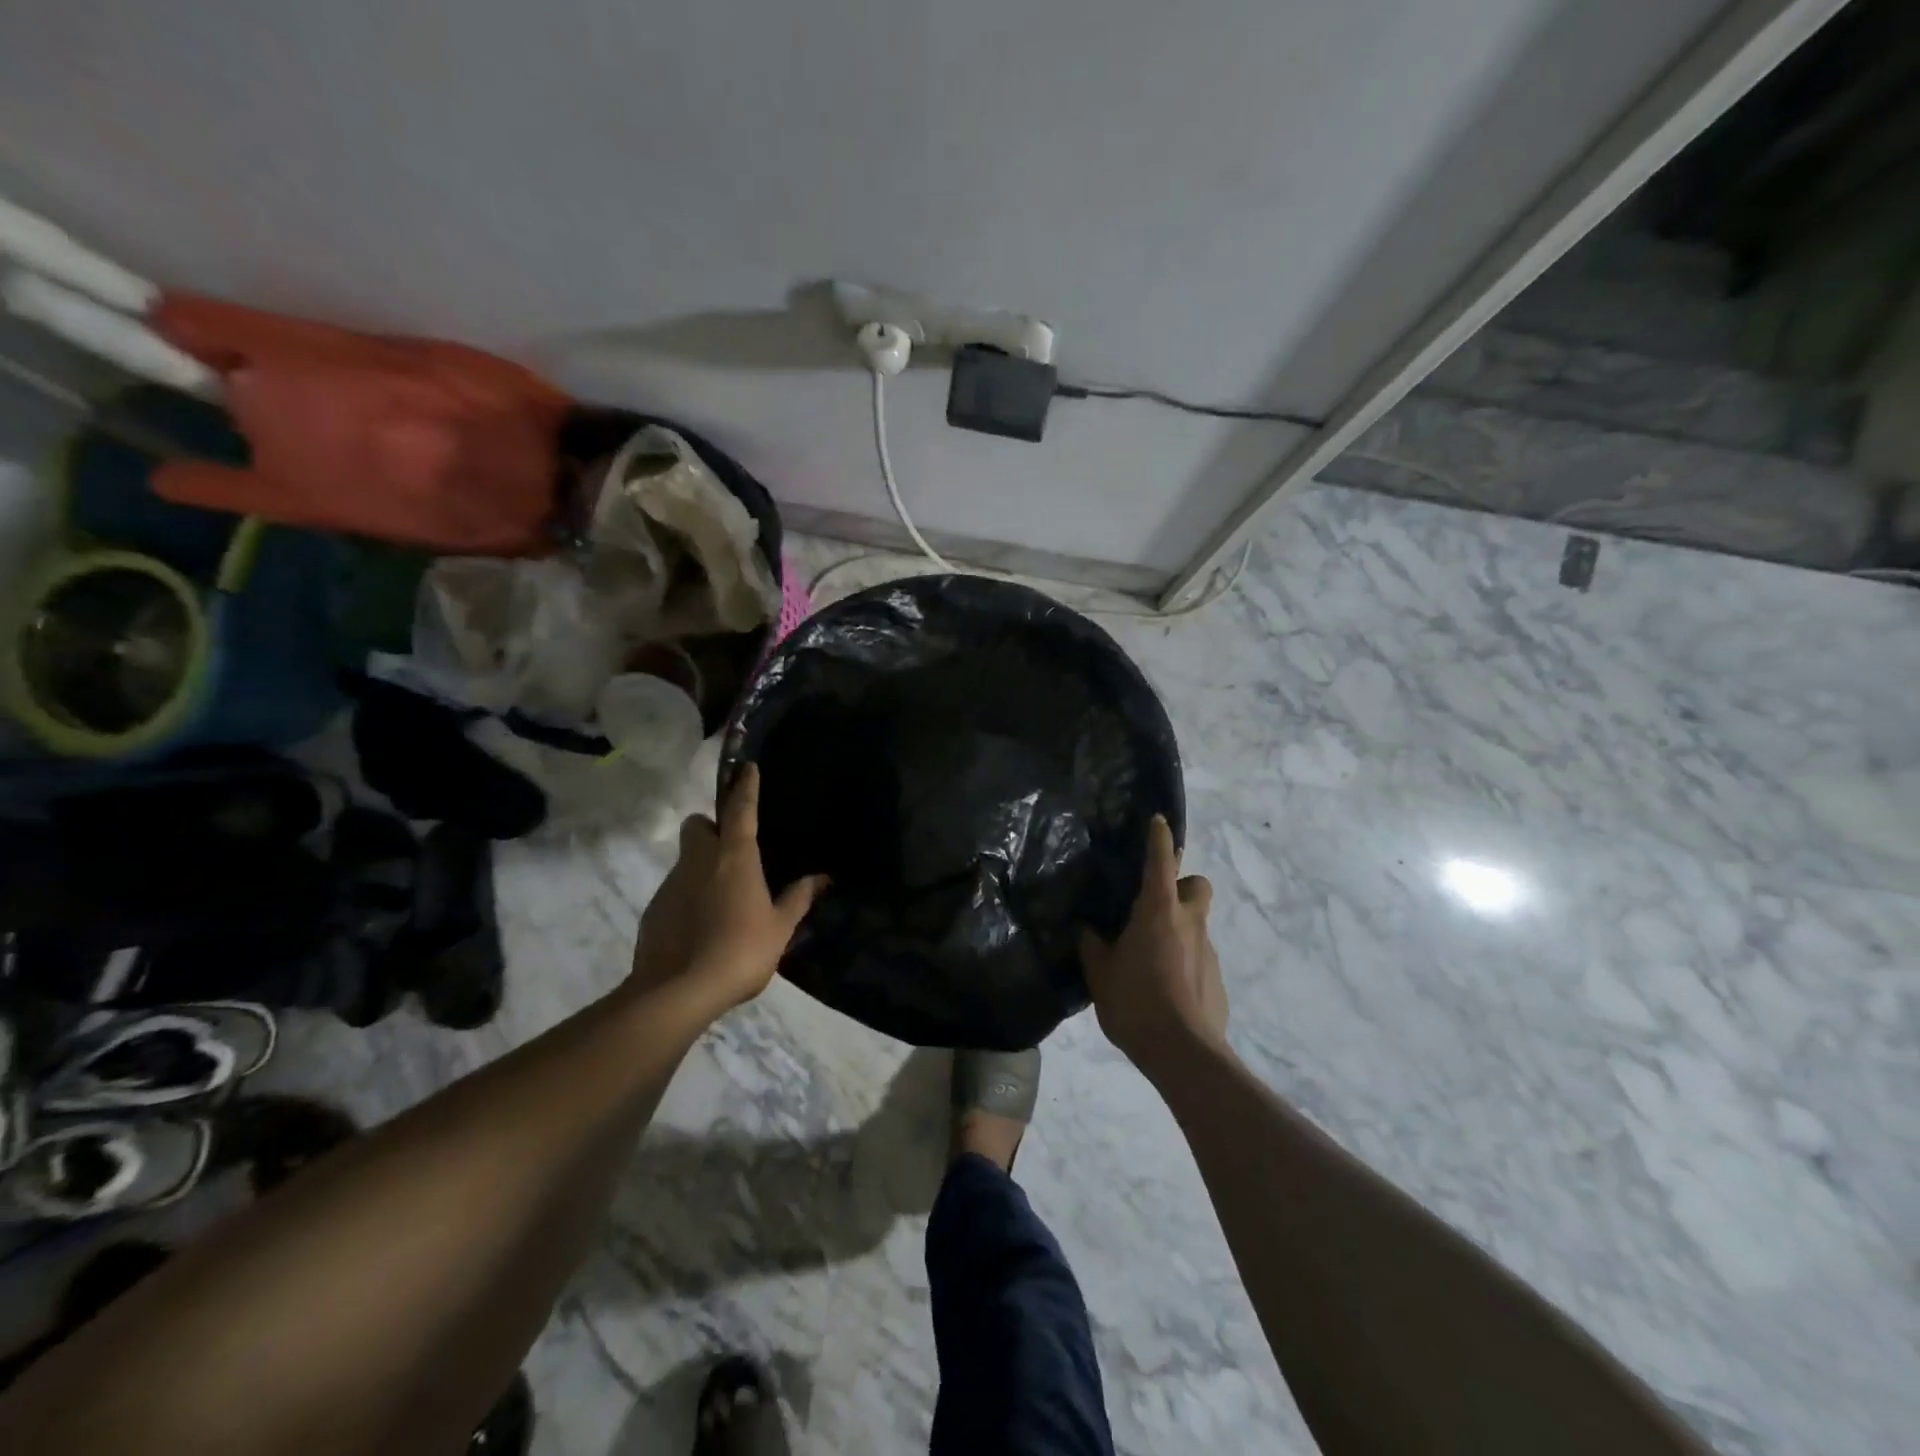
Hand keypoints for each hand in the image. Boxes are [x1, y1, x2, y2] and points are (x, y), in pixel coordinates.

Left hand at [632, 764, 828, 1013]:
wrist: (678, 991)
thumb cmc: (740, 950)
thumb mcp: (780, 927)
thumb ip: (799, 898)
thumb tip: (823, 877)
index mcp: (735, 857)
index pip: (740, 809)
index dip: (745, 787)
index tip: (746, 768)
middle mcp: (699, 860)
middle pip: (698, 825)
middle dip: (711, 827)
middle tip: (733, 851)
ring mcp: (672, 883)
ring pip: (686, 859)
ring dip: (703, 866)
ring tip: (724, 900)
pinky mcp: (654, 909)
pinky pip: (676, 889)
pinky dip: (689, 897)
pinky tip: (702, 926)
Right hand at [1079, 815, 1227, 1076]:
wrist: (1185, 1054)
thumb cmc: (1136, 1004)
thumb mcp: (1101, 975)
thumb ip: (1092, 946)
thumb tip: (1085, 929)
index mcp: (1157, 912)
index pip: (1161, 861)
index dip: (1159, 838)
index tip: (1159, 820)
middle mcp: (1188, 922)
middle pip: (1197, 884)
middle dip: (1182, 883)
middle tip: (1156, 902)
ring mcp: (1208, 950)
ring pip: (1197, 921)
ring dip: (1179, 925)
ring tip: (1152, 953)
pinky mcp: (1216, 977)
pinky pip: (1200, 953)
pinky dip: (1185, 957)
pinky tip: (1166, 984)